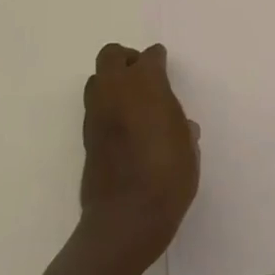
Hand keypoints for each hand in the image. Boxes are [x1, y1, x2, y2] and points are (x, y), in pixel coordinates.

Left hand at [79, 43, 198, 270]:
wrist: (125, 219)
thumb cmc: (167, 178)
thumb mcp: (188, 150)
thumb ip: (181, 129)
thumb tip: (181, 127)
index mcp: (146, 84)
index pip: (150, 57)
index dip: (158, 60)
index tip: (164, 66)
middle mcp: (116, 89)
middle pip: (112, 55)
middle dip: (126, 59)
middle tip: (142, 76)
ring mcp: (96, 113)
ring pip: (96, 80)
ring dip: (111, 83)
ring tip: (130, 103)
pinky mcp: (86, 137)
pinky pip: (94, 108)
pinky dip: (106, 109)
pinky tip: (122, 129)